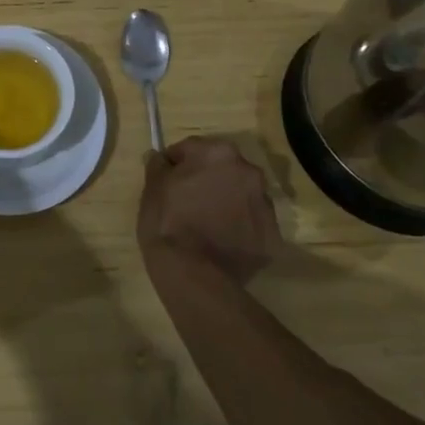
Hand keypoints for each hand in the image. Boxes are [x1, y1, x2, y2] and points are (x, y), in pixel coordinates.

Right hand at [138, 136, 282, 284]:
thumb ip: (157, 166)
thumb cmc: (168, 222)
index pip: (191, 149)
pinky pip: (252, 225)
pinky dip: (239, 229)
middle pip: (222, 169)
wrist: (194, 275)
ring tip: (206, 225)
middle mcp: (248, 172)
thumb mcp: (152, 189)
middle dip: (207, 180)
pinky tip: (221, 243)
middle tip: (187, 202)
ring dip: (227, 203)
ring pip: (241, 196)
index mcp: (218, 153)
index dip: (176, 164)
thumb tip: (159, 157)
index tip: (166, 181)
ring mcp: (265, 205)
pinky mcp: (272, 237)